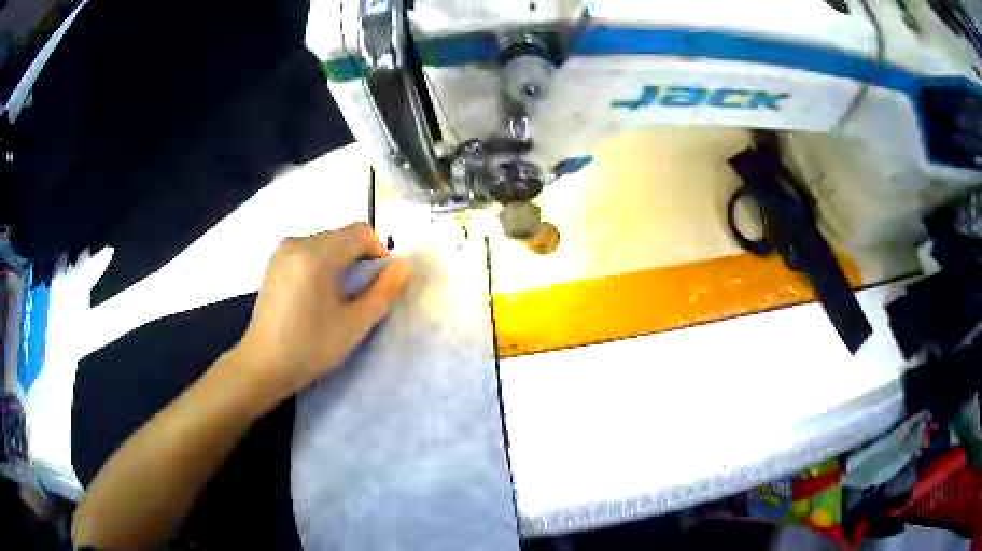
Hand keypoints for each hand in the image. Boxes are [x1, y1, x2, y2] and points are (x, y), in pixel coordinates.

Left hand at [235, 223, 412, 399]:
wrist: (263, 364)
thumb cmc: (310, 347)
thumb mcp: (355, 324)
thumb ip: (384, 291)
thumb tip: (405, 264)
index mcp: (316, 255)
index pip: (360, 231)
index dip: (378, 251)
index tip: (378, 283)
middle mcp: (297, 242)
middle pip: (342, 235)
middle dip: (359, 258)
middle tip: (359, 295)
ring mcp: (282, 250)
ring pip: (326, 242)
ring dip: (340, 261)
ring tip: (337, 297)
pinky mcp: (274, 262)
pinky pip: (308, 251)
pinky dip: (322, 264)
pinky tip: (316, 295)